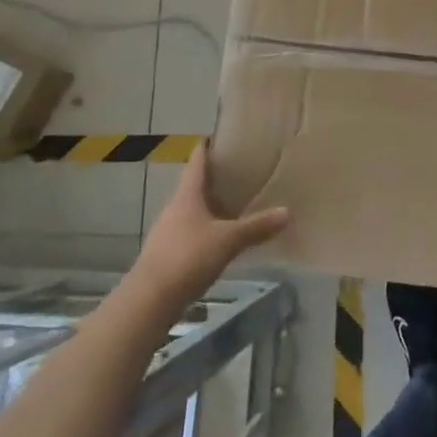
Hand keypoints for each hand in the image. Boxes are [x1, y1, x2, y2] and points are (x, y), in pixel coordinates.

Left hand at [132, 145, 290, 303]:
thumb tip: (287, 211)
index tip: (221, 137)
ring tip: (236, 205)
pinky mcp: (167, 254)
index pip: (196, 162)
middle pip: (194, 186)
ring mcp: (168, 232)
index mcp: (187, 196)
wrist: (149, 300)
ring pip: (192, 211)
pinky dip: (206, 230)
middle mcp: (174, 208)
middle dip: (215, 179)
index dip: (207, 147)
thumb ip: (257, 226)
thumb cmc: (188, 258)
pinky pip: (190, 233)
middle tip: (241, 173)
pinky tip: (221, 239)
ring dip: (211, 206)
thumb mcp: (228, 240)